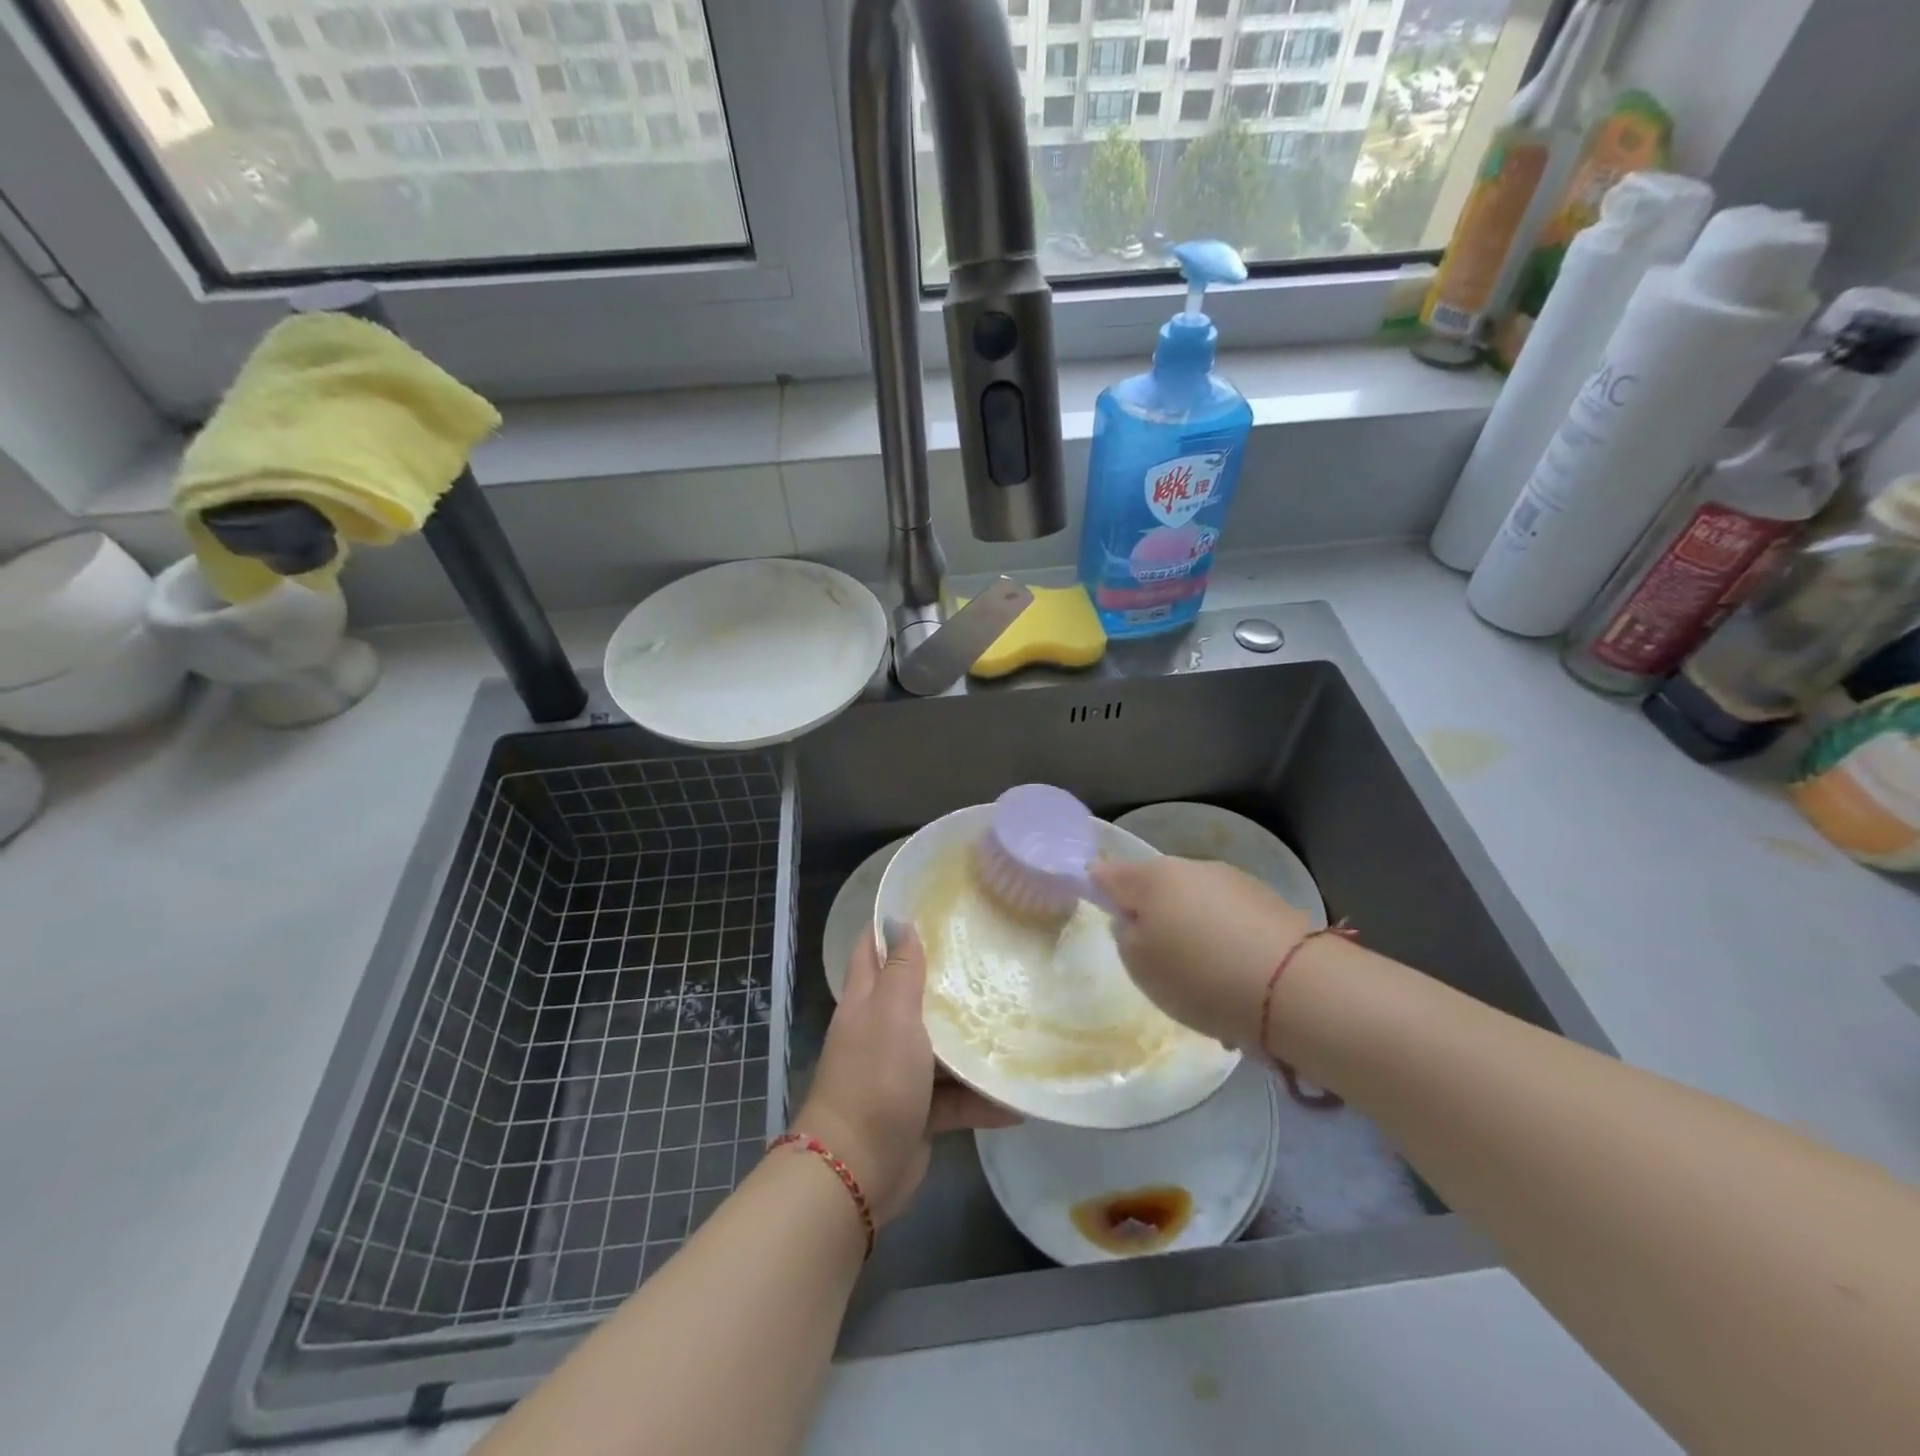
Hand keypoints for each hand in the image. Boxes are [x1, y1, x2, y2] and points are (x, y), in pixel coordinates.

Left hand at [794, 922, 1018, 1226]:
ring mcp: (898, 1071)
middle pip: (911, 993)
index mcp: (866, 1001)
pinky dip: (980, 1098)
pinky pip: (954, 1097)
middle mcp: (880, 1030)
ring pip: (938, 1046)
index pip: (873, 948)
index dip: (892, 923)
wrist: (856, 1170)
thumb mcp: (891, 1014)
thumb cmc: (874, 1078)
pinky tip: (1018, 1099)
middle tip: (989, 953)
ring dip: (969, 1039)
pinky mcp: (918, 1110)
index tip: (930, 903)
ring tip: (1015, 1018)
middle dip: (945, 976)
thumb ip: (900, 971)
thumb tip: (901, 922)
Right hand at [1092, 856, 1311, 1050]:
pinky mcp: (1269, 903)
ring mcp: (1234, 882)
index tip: (1101, 911)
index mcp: (1153, 878)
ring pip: (1196, 905)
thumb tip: (1133, 920)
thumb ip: (1126, 936)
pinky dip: (1225, 943)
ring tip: (1203, 980)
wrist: (1294, 988)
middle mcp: (1192, 868)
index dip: (1098, 889)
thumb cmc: (1200, 975)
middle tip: (1155, 959)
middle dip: (1152, 915)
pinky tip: (1236, 980)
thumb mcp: (1140, 966)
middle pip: (1157, 888)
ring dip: (1192, 931)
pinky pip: (1230, 921)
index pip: (1109, 874)